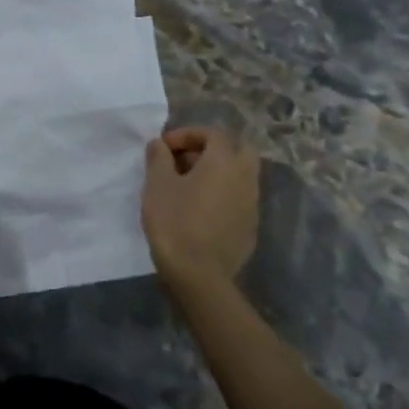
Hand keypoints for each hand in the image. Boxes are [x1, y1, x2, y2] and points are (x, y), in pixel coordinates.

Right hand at [141, 127, 260, 292]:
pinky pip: (237, 199)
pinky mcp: (250, 227)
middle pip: (236, 150)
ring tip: (187, 187)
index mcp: (224, 161)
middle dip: (210, 150)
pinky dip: (221, 195)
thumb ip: (158, 157)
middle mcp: (245, 177)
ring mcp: (252, 204)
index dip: (186, 135)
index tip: (164, 148)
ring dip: (217, 173)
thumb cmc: (175, 222)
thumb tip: (159, 144)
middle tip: (184, 162)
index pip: (212, 133)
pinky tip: (199, 211)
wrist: (199, 275)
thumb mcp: (157, 184)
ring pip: (239, 176)